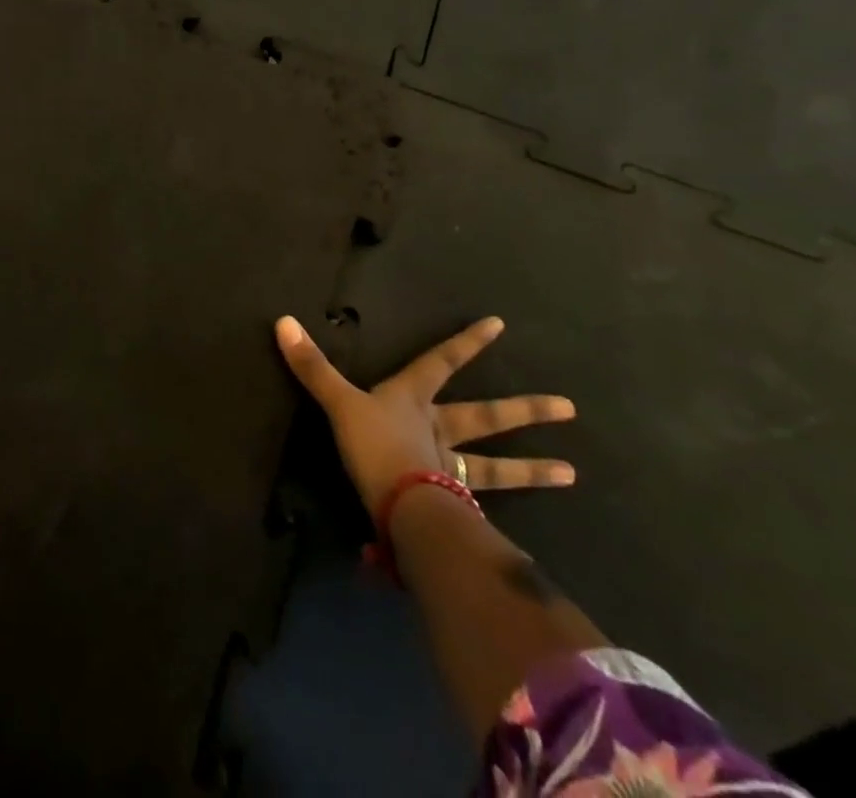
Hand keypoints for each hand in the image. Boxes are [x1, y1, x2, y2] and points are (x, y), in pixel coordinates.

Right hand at [275, 315, 574, 509]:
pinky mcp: (452, 507)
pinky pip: (477, 507)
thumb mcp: (339, 403)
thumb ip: (313, 367)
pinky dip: (493, 518)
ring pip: (495, 466)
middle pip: (485, 416)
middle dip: (524, 411)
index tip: (499, 325)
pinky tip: (510, 533)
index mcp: (413, 399)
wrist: (403, 510)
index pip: (442, 361)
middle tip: (569, 408)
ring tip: (572, 473)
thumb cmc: (375, 446)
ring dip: (531, 469)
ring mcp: (449, 469)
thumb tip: (283, 321)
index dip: (467, 343)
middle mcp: (438, 429)